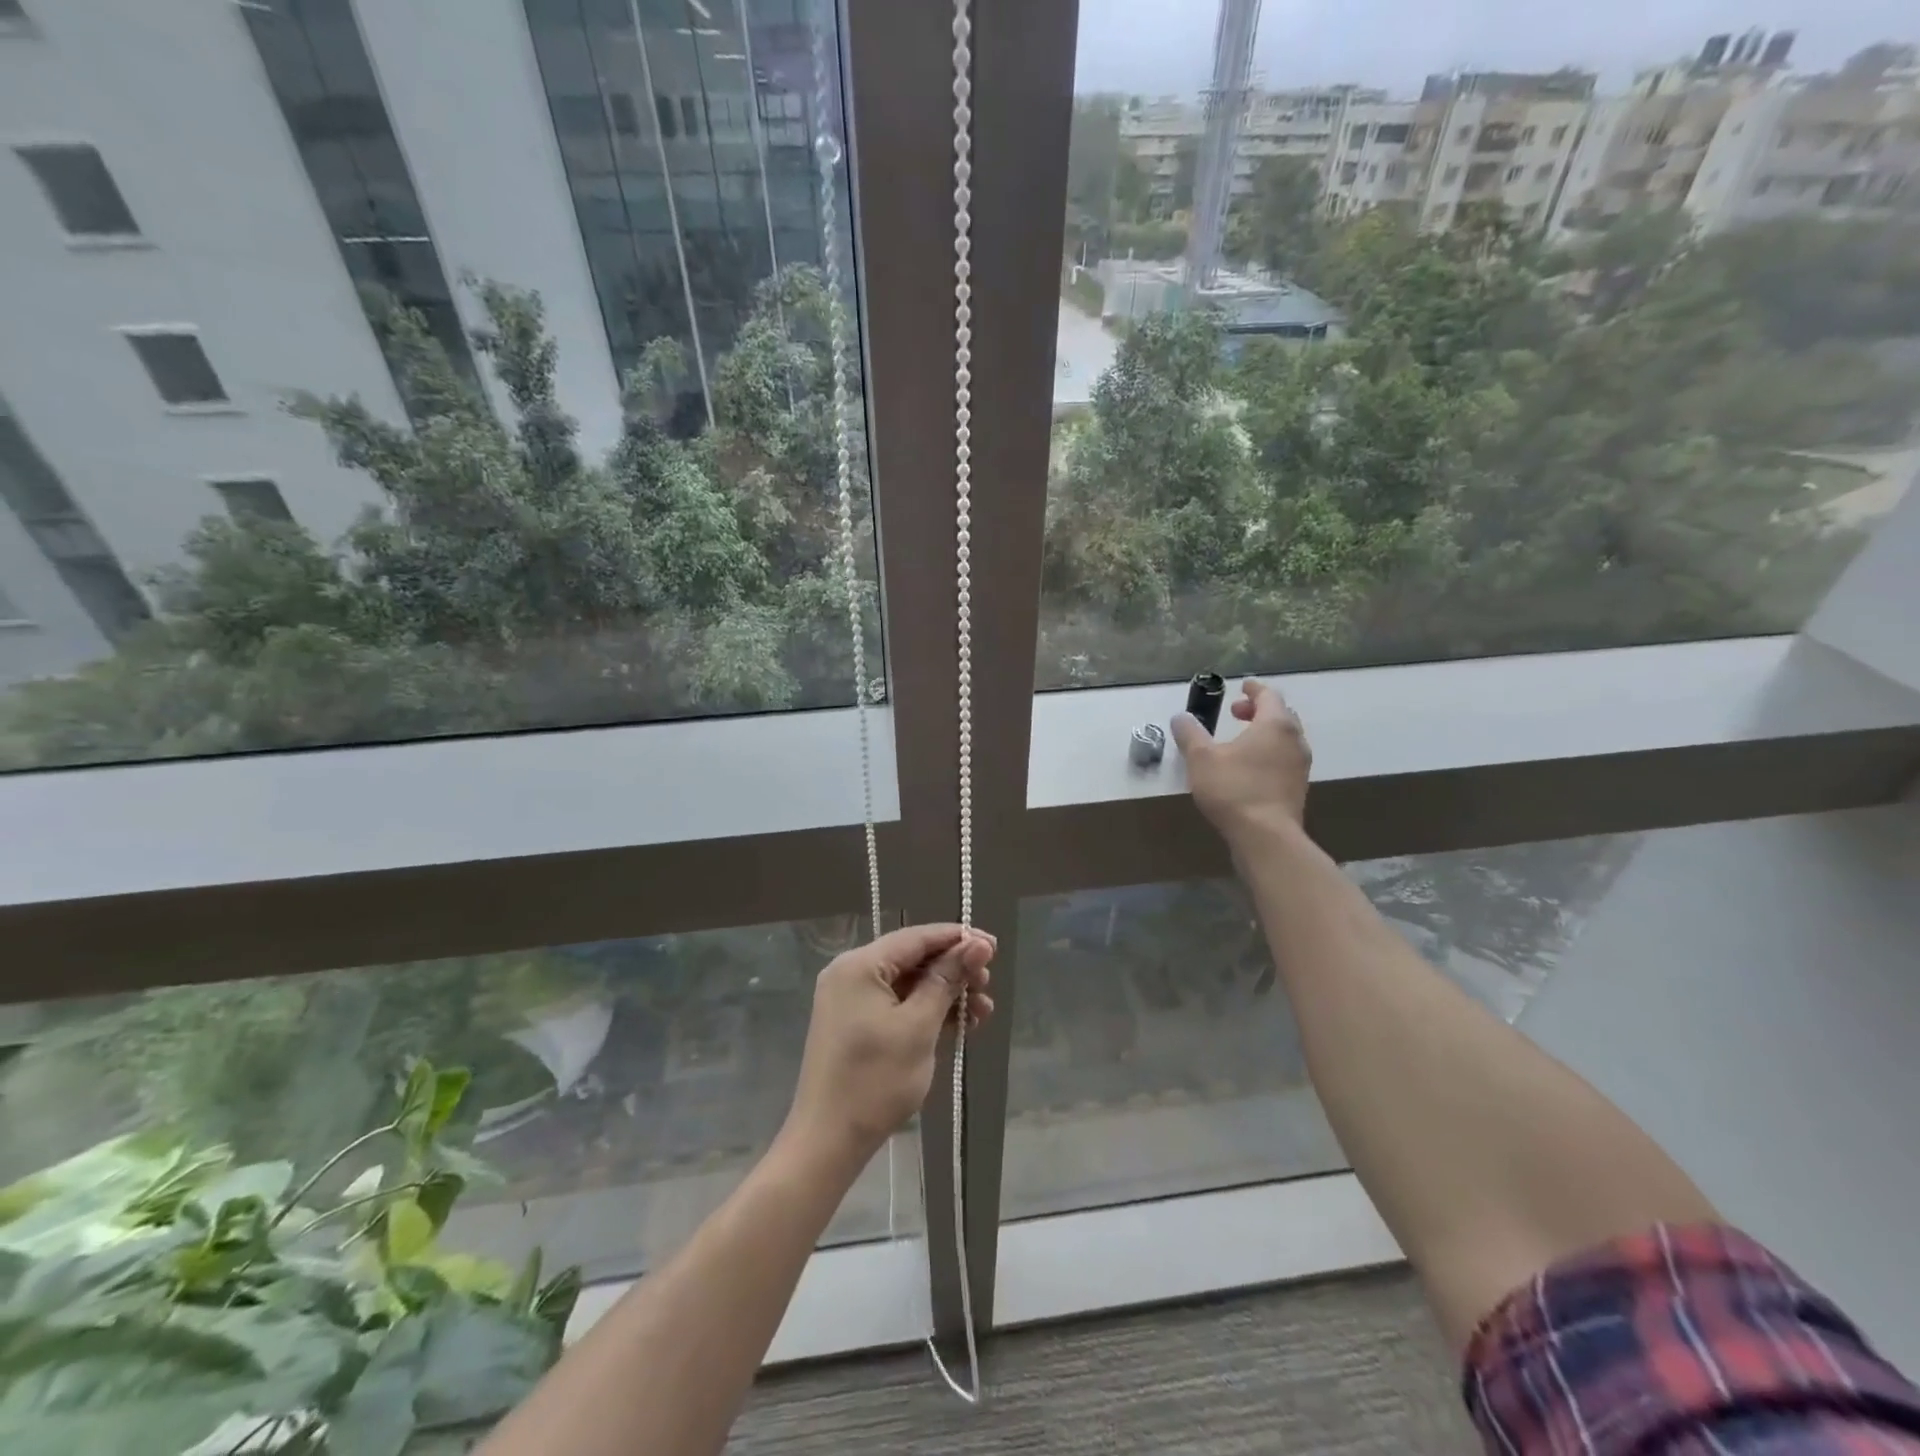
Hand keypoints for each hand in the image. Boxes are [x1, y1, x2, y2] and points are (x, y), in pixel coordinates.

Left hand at [783, 924, 995, 1170]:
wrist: (828, 1142)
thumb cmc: (876, 1080)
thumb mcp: (919, 1026)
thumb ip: (948, 979)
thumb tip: (978, 943)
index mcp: (860, 965)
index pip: (917, 937)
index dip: (958, 939)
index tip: (994, 947)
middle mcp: (851, 973)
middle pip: (913, 958)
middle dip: (954, 970)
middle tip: (988, 986)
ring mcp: (851, 999)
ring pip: (908, 984)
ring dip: (945, 994)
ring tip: (982, 1012)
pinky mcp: (855, 1024)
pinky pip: (897, 1004)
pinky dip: (926, 1011)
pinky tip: (959, 1024)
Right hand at [1170, 679, 1312, 846]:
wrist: (1266, 837)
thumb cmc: (1233, 789)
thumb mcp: (1201, 758)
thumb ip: (1190, 733)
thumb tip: (1180, 717)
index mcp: (1275, 724)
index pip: (1268, 695)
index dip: (1253, 689)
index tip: (1241, 686)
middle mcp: (1294, 740)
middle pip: (1280, 715)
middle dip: (1258, 711)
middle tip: (1235, 714)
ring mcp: (1300, 766)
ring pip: (1284, 739)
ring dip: (1264, 734)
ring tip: (1240, 741)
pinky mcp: (1297, 788)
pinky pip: (1284, 760)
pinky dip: (1268, 753)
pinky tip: (1249, 768)